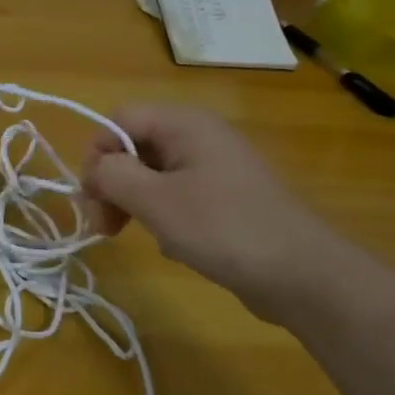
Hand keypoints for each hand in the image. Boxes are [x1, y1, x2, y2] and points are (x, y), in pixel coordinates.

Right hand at [81, 103, 350, 320]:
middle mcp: (200, 136)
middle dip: (112, 184)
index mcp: (184, 123)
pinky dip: (163, 216)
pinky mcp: (226, 197)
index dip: (97, 155)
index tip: (92, 199)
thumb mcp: (154, 201)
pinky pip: (177, 195)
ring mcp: (216, 167)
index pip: (118, 120)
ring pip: (152, 174)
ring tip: (133, 236)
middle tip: (104, 227)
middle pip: (133, 146)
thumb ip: (112, 176)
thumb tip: (95, 170)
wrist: (302, 274)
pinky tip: (172, 244)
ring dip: (133, 203)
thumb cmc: (222, 228)